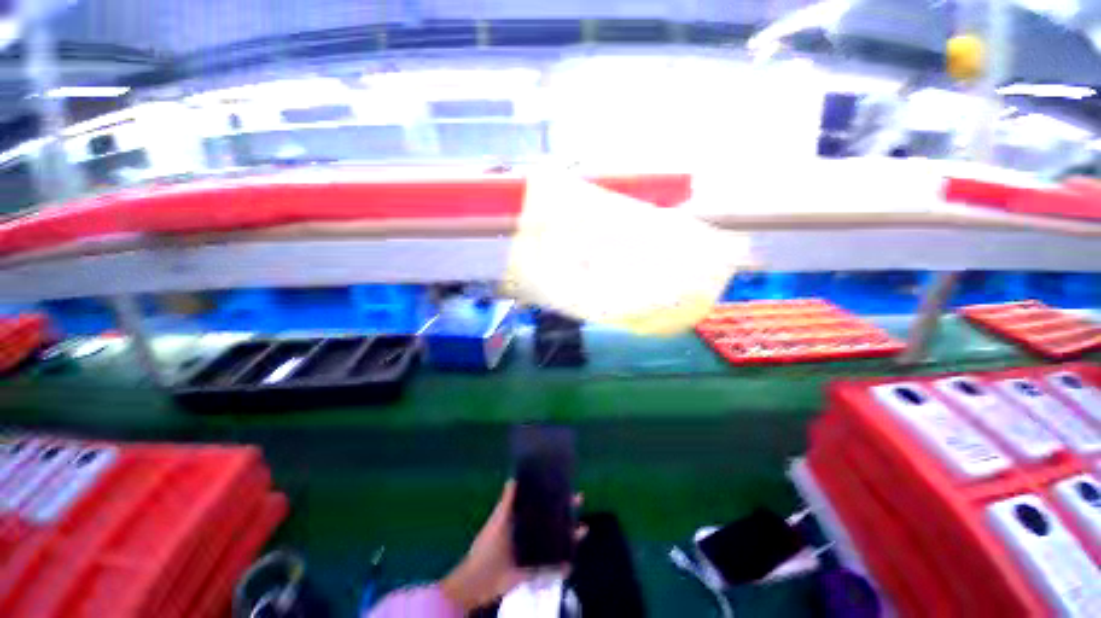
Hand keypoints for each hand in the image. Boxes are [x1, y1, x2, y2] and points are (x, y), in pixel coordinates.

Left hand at [440, 482, 583, 611]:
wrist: (481, 578)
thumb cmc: (489, 544)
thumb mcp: (498, 520)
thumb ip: (506, 502)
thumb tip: (513, 478)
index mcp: (521, 517)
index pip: (541, 502)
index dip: (552, 494)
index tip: (563, 483)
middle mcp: (530, 531)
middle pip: (552, 518)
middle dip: (565, 510)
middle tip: (579, 499)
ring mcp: (534, 550)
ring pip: (556, 540)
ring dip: (570, 536)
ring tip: (584, 528)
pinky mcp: (535, 568)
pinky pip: (553, 566)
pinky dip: (563, 564)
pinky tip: (573, 561)